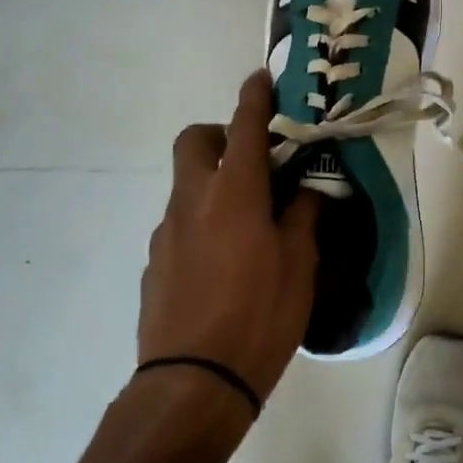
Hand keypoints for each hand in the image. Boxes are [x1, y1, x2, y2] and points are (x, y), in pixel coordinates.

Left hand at [138, 71, 320, 403]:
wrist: (192, 384)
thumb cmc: (259, 316)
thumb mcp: (299, 265)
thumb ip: (303, 216)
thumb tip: (308, 189)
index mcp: (234, 193)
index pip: (244, 126)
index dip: (254, 96)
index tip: (262, 78)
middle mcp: (193, 201)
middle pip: (194, 140)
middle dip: (220, 133)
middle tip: (253, 158)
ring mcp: (166, 232)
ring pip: (187, 184)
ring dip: (214, 184)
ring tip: (249, 223)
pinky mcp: (154, 263)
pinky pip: (180, 225)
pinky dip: (202, 223)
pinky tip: (224, 263)